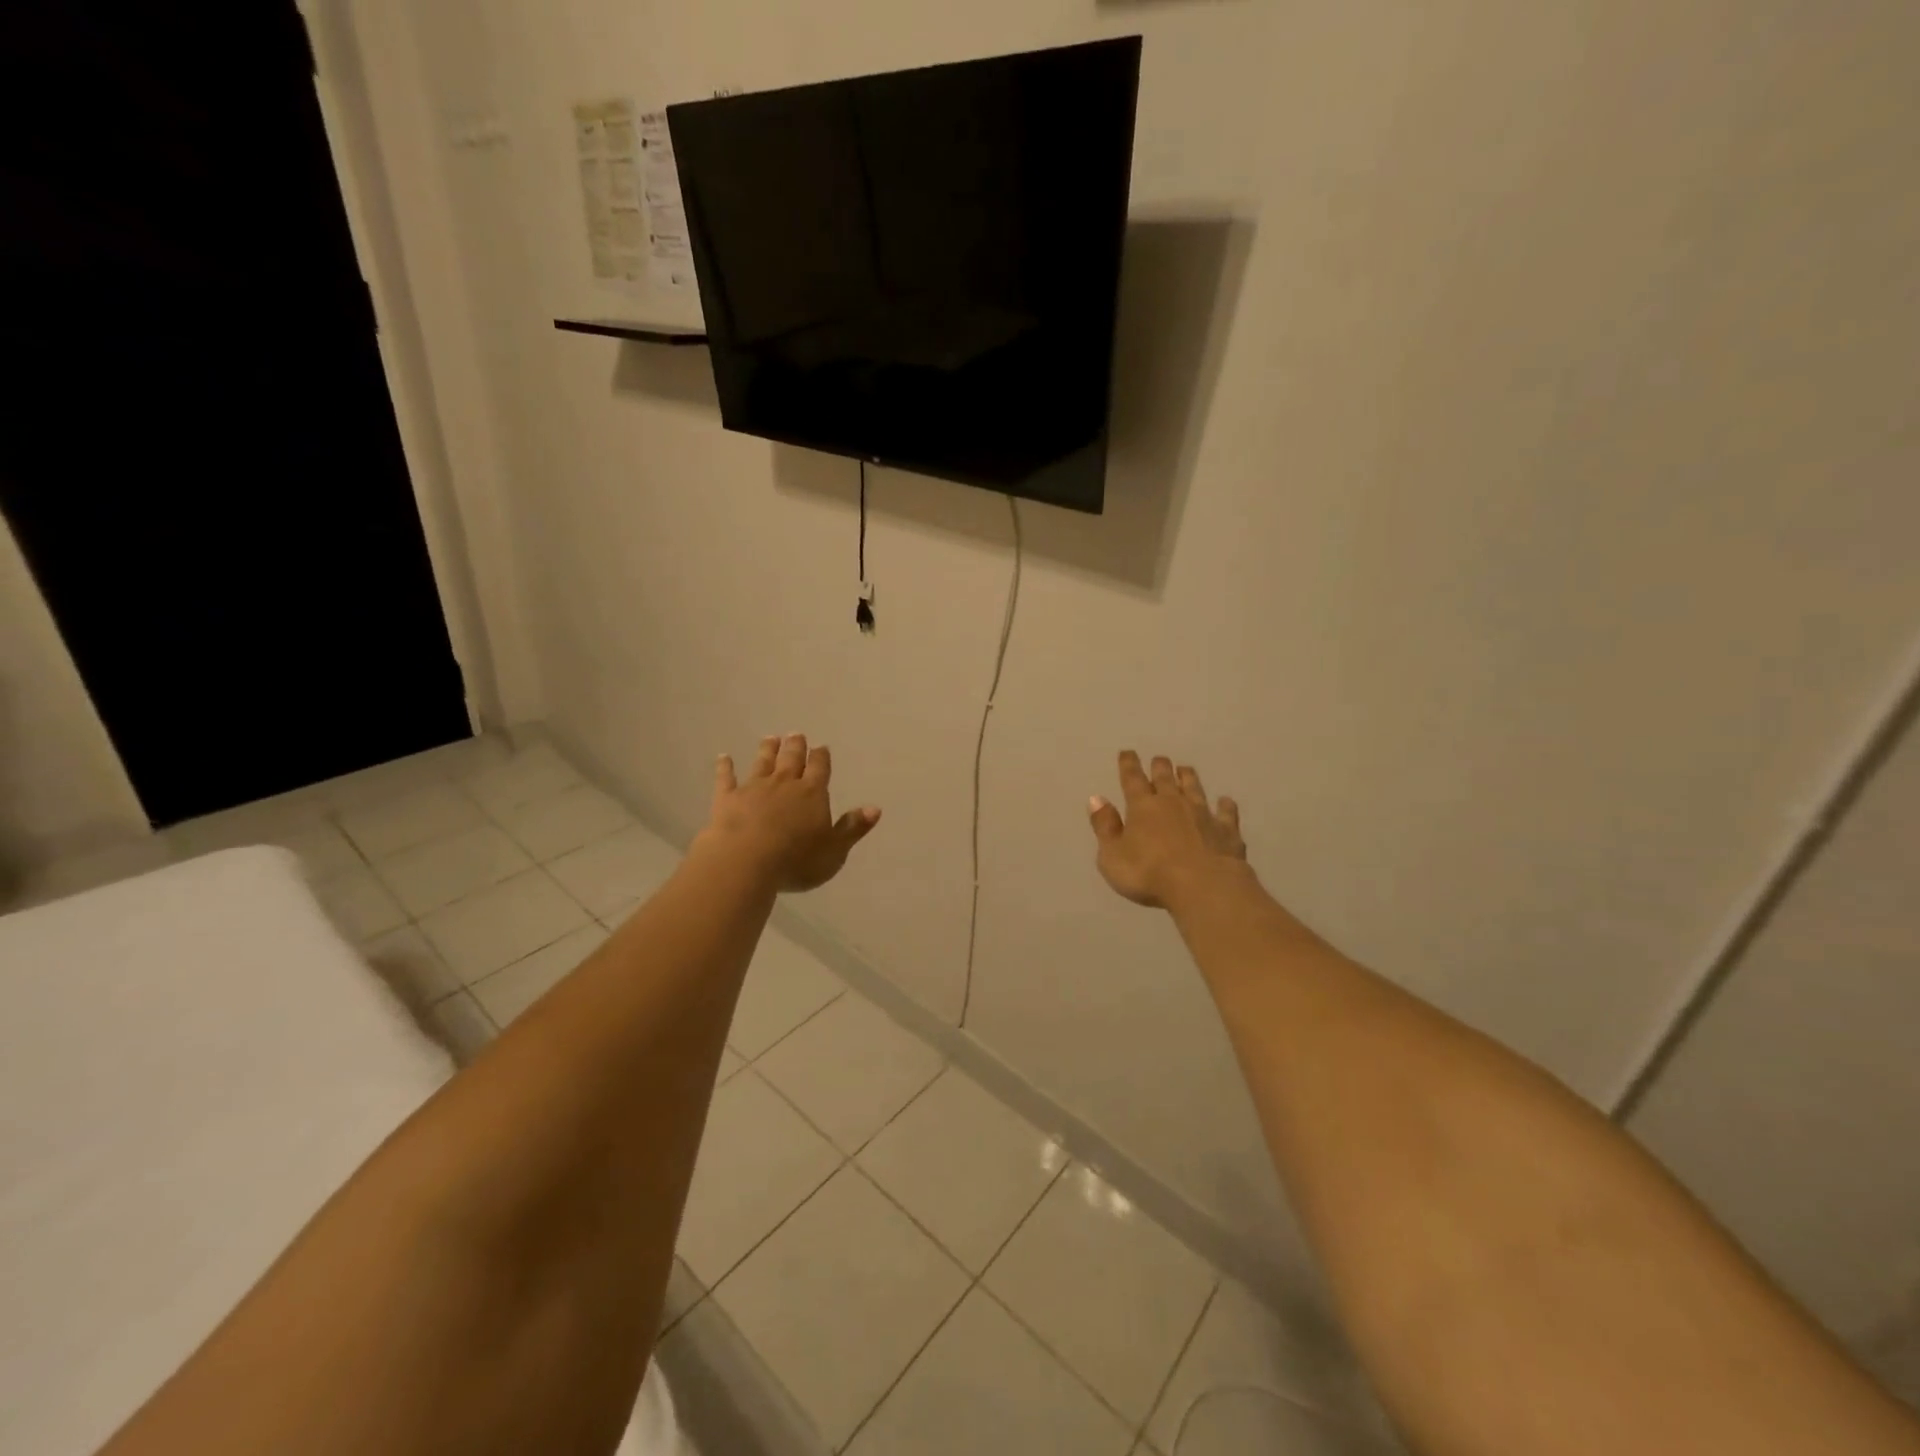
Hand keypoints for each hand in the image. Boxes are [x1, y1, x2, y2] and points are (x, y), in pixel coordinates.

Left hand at [699, 734, 881, 892]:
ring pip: (763, 763)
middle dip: (795, 746)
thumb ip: (852, 828)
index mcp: (812, 793)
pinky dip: (725, 767)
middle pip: (791, 759)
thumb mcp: (834, 850)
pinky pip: (726, 778)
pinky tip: (723, 757)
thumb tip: (875, 808)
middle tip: (796, 734)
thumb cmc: (796, 860)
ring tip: (771, 738)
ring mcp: (754, 788)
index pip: (820, 769)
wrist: (745, 861)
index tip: (821, 747)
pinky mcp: (727, 799)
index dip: (821, 757)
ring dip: (768, 750)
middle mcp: (784, 784)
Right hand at [1088, 751, 1247, 908]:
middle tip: (1159, 759)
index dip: (1128, 765)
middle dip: (1160, 766)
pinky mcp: (1226, 830)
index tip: (1127, 752)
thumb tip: (1096, 799)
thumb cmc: (1148, 874)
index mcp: (1142, 806)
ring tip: (1185, 769)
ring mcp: (1202, 814)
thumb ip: (1104, 827)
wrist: (1203, 887)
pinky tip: (1225, 802)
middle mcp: (1172, 802)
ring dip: (1188, 777)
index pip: (1132, 779)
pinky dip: (1225, 805)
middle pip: (1165, 777)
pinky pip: (1226, 812)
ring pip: (1194, 787)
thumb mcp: (1112, 856)